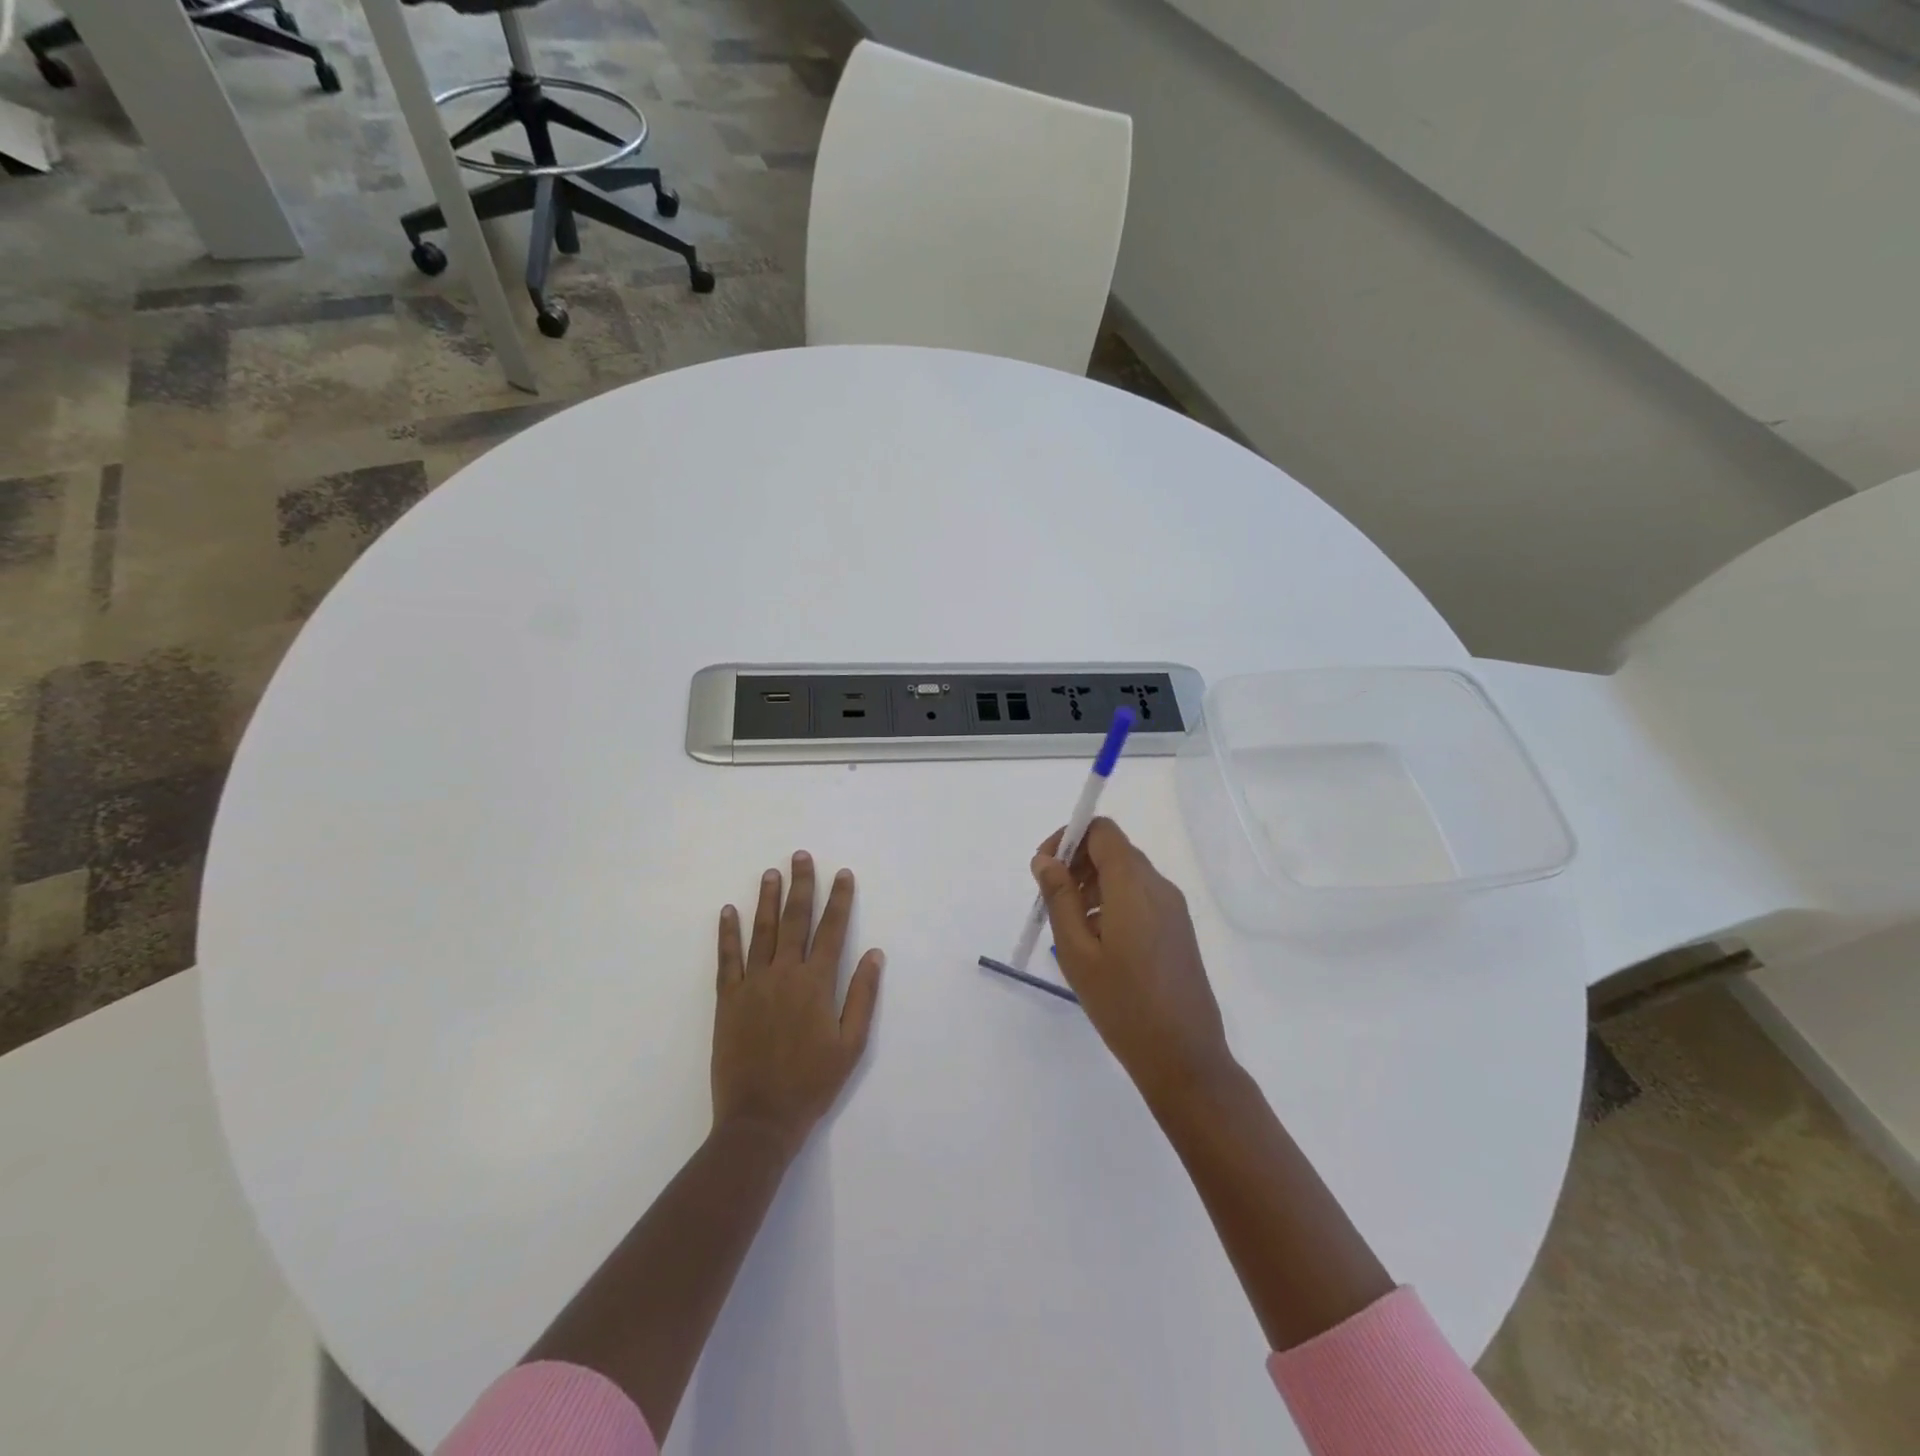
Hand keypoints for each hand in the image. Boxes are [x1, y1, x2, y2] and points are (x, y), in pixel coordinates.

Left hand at [712, 852, 883, 1153]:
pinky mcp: (728, 999)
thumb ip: (862, 996)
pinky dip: (728, 933)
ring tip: (771, 872)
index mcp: (817, 983)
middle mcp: (785, 973)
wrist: (760, 1118)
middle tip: (801, 856)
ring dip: (767, 899)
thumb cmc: (812, 1083)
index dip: (839, 900)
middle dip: (801, 886)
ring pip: (762, 931)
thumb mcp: (851, 1044)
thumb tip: (874, 954)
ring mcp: (753, 984)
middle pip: (795, 920)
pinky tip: (728, 911)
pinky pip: (728, 958)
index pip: (832, 930)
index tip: (842, 874)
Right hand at [1032, 819, 1232, 1104]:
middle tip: (1052, 902)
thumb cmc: (1123, 1004)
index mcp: (1133, 885)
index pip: (1101, 831)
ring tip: (1072, 929)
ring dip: (1093, 885)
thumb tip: (1046, 860)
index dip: (1068, 838)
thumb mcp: (1076, 951)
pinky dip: (1113, 902)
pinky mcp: (1178, 928)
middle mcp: (1158, 886)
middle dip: (1077, 864)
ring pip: (1126, 874)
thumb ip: (1059, 898)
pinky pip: (1140, 896)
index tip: (1045, 871)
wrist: (1184, 1057)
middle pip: (1114, 850)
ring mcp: (1173, 908)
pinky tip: (1099, 944)